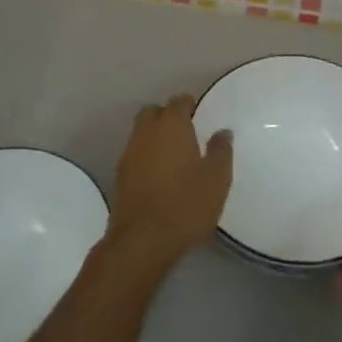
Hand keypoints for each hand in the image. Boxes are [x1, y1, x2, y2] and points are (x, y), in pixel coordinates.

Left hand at [108, 94, 231, 269]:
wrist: (143, 241)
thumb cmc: (186, 204)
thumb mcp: (217, 179)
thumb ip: (221, 150)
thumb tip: (222, 132)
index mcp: (171, 125)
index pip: (178, 101)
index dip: (189, 104)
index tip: (199, 113)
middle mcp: (146, 132)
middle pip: (153, 112)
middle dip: (167, 116)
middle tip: (185, 131)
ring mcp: (129, 153)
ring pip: (141, 133)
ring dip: (154, 136)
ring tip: (173, 155)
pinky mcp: (119, 176)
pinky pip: (135, 154)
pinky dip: (146, 156)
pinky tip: (159, 174)